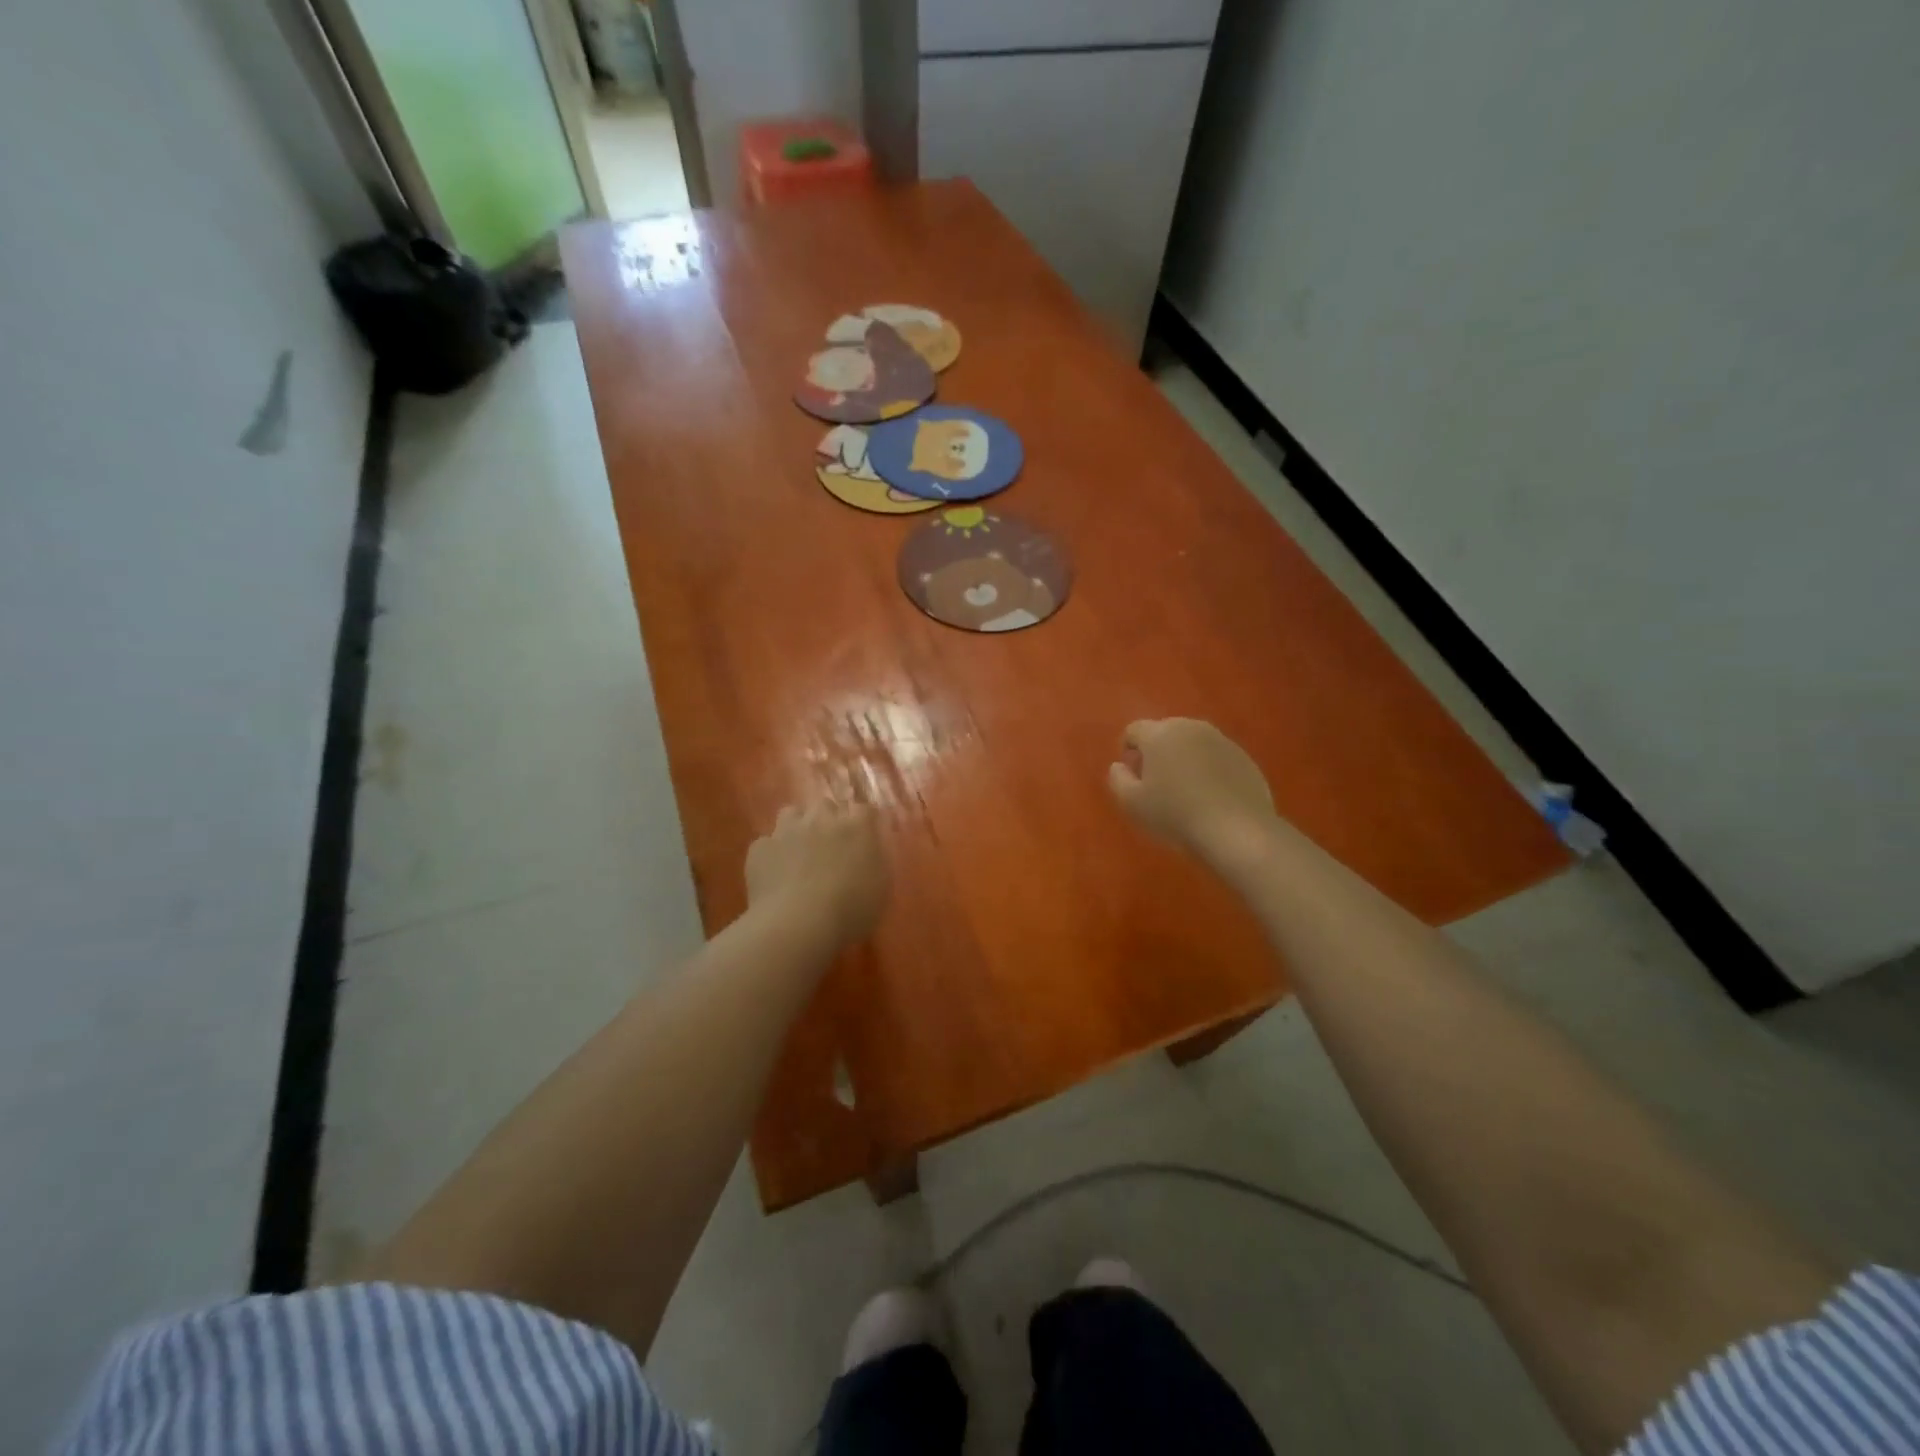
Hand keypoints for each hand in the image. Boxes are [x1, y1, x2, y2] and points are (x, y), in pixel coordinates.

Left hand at [746, 800, 889, 945]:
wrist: (797, 925)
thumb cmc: (850, 911)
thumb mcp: (880, 888)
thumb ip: (876, 861)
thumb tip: (869, 851)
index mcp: (857, 827)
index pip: (864, 809)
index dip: (862, 822)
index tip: (862, 839)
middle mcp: (822, 818)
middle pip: (826, 806)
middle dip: (828, 821)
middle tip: (830, 847)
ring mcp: (788, 830)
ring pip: (792, 814)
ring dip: (797, 827)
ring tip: (799, 852)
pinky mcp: (760, 848)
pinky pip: (767, 843)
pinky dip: (772, 854)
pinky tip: (775, 874)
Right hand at [1108, 719, 1277, 863]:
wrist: (1237, 831)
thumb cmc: (1176, 815)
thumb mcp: (1132, 803)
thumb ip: (1117, 779)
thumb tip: (1120, 766)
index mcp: (1160, 733)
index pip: (1133, 730)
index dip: (1128, 751)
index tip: (1133, 777)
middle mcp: (1191, 727)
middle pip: (1164, 732)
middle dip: (1156, 752)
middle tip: (1157, 784)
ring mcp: (1221, 740)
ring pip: (1192, 743)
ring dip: (1184, 759)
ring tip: (1185, 791)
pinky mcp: (1244, 757)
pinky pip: (1216, 757)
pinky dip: (1209, 769)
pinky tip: (1211, 797)